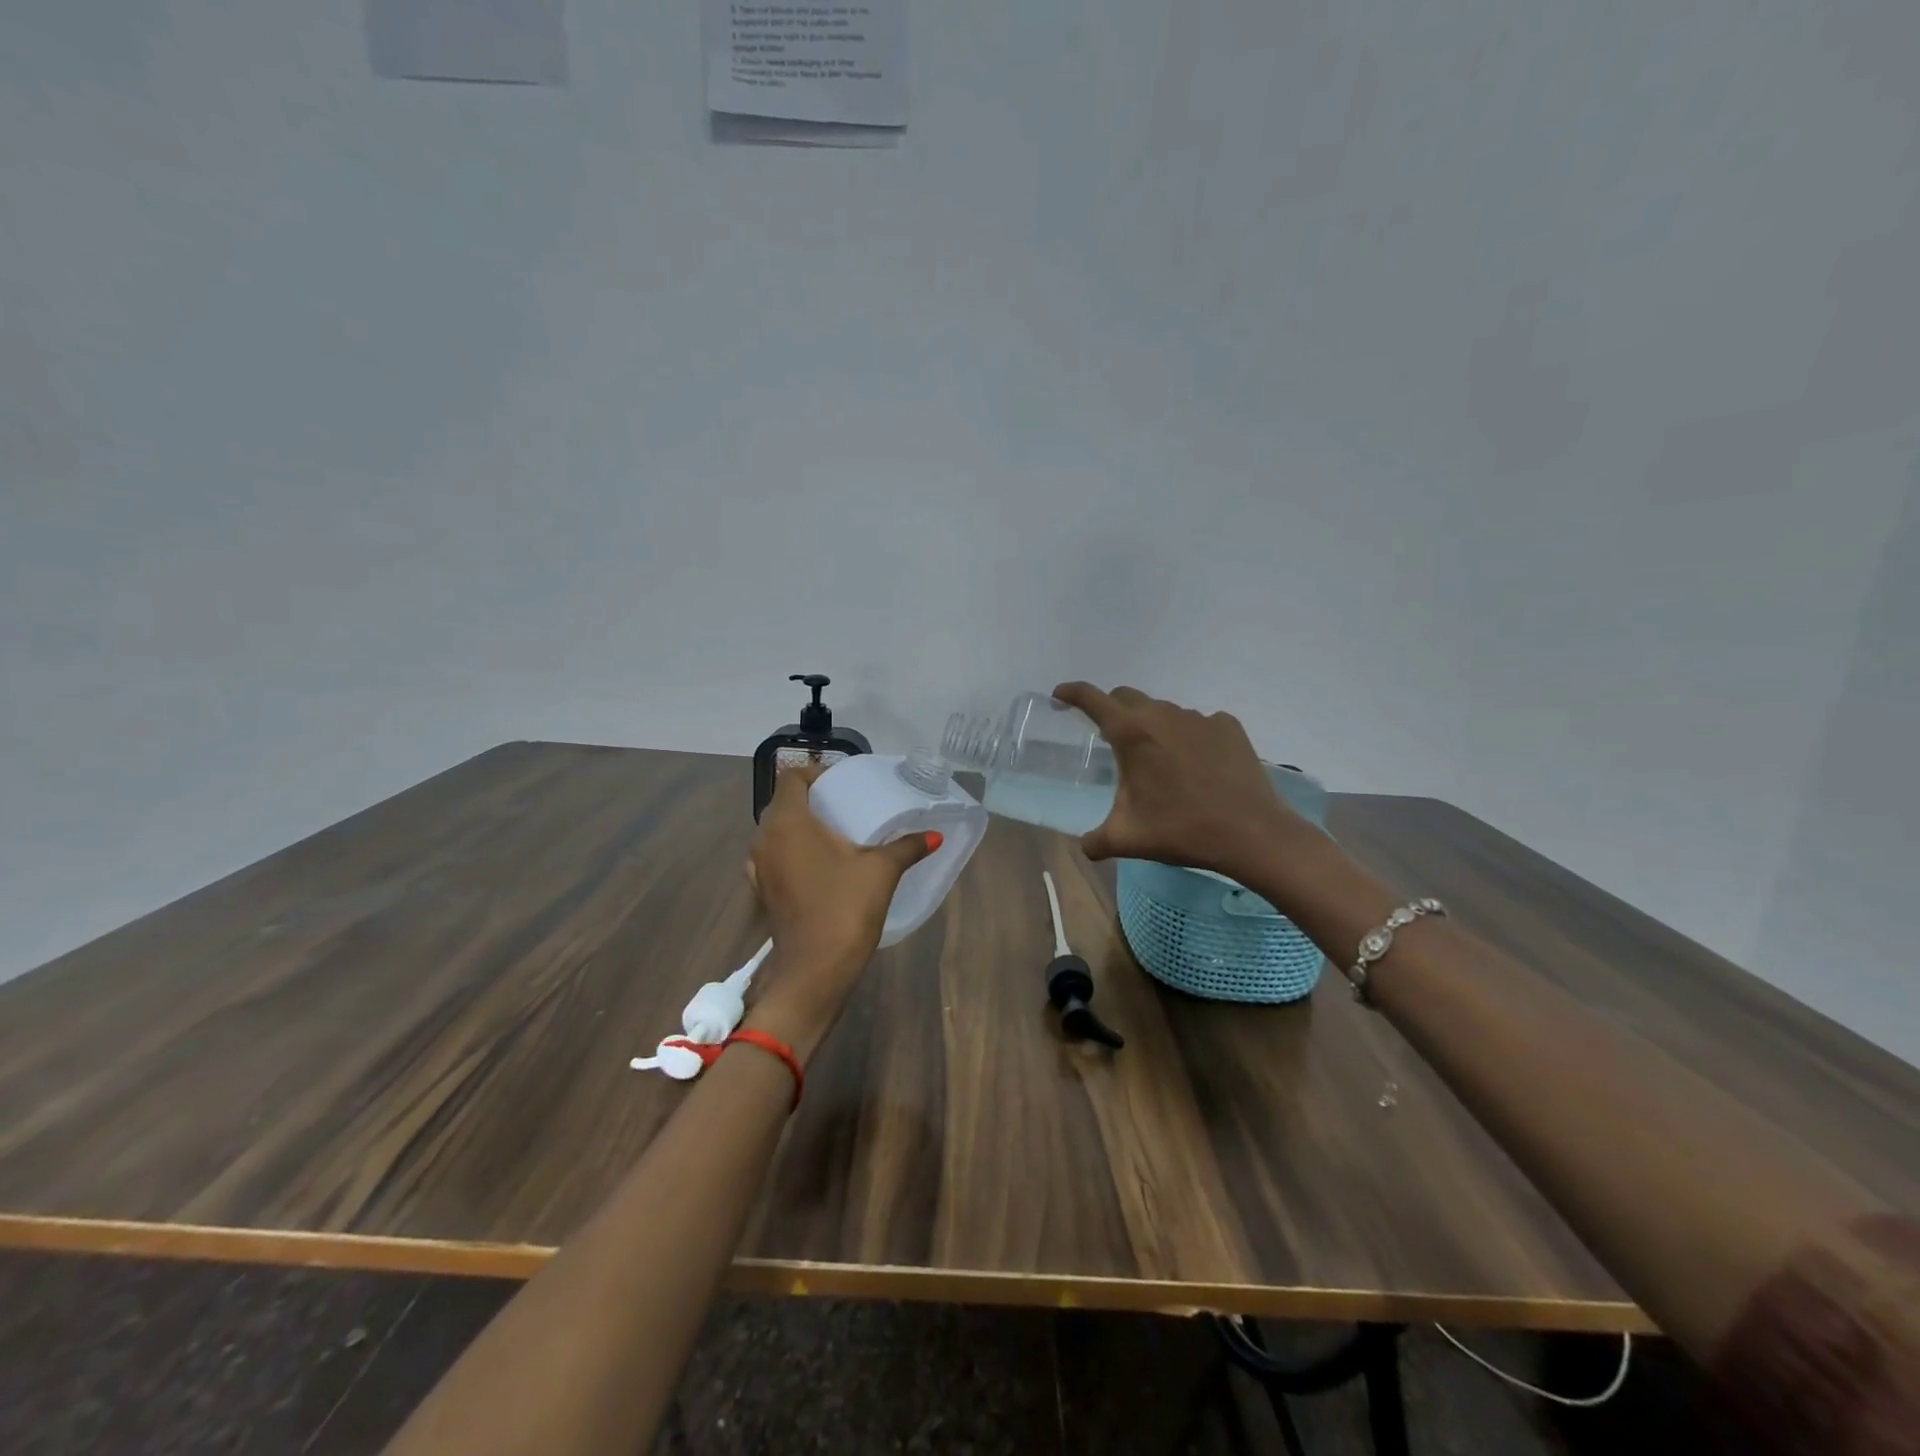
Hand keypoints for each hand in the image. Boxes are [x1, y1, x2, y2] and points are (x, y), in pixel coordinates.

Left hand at [743, 764, 935, 1056]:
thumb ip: (906, 846)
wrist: (814, 970)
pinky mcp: (762, 891)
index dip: (814, 773)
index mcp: (788, 822)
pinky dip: (792, 851)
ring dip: (799, 827)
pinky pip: (774, 856)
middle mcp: (765, 838)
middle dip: (810, 800)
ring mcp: (758, 867)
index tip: (841, 783)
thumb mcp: (881, 871)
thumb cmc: (845, 908)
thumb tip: (934, 835)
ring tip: (833, 834)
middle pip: (782, 804)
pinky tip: (819, 865)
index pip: (791, 778)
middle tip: (844, 805)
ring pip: (775, 831)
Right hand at [1051, 682, 1307, 876]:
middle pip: (1127, 698)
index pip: (1092, 699)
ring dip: (1152, 727)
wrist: (1251, 834)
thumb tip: (1086, 847)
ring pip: (1163, 712)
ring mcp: (1199, 718)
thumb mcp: (1127, 839)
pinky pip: (1198, 724)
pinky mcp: (1228, 727)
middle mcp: (1163, 715)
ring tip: (1158, 760)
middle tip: (1109, 737)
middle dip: (1111, 710)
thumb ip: (1096, 840)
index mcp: (1131, 733)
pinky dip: (1188, 737)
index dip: (1072, 693)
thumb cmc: (1181, 830)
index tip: (1060, 695)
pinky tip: (1196, 764)